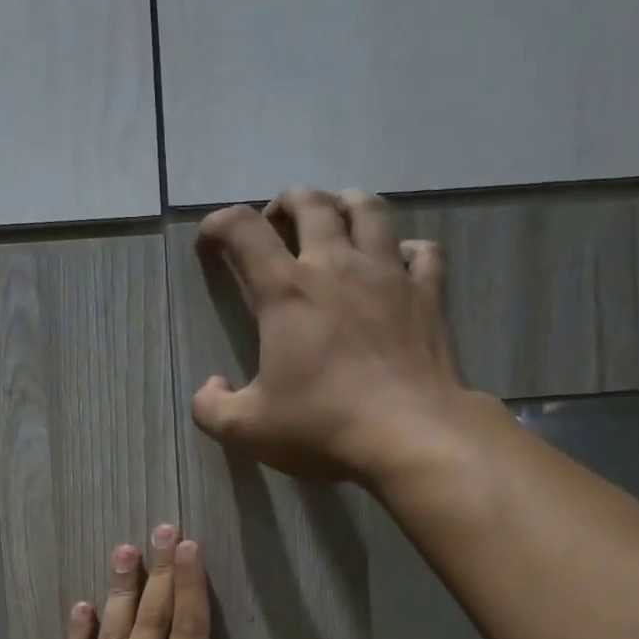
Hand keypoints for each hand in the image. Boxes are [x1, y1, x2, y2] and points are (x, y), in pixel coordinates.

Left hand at [32, 526, 272, 638]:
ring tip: (124, 550)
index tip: (189, 548)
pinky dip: (79, 634)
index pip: (186, 634)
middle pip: (148, 623)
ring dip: (120, 590)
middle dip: (158, 573)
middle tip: (161, 530)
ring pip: (110, 636)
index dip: (189, 587)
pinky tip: (82, 607)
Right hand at [192, 186, 474, 483]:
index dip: (219, 225)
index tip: (210, 241)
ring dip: (347, 205)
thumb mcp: (248, 431)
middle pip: (311, 203)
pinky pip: (423, 251)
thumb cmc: (322, 426)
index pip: (244, 231)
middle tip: (278, 223)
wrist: (409, 435)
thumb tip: (210, 387)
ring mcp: (388, 274)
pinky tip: (399, 263)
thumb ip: (212, 409)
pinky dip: (407, 249)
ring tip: (338, 219)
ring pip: (369, 210)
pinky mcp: (428, 294)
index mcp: (287, 292)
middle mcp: (337, 266)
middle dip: (286, 203)